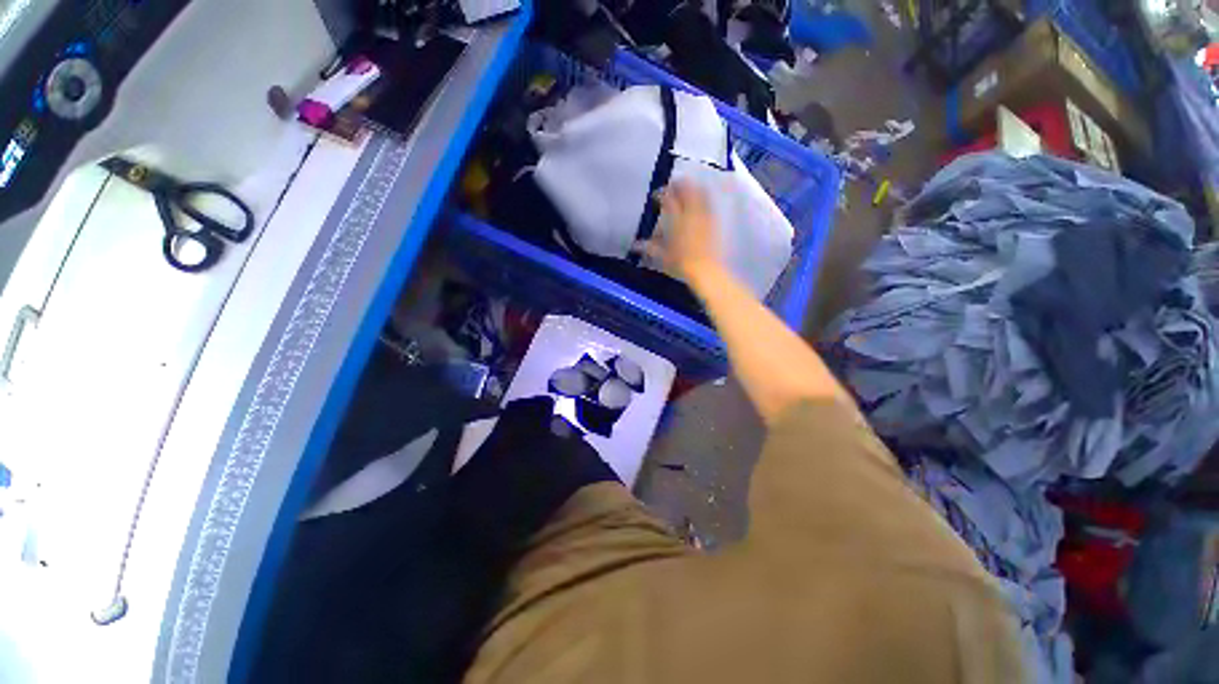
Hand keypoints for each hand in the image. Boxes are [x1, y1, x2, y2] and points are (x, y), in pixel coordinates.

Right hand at [635, 181, 723, 283]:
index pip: (667, 197)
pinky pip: (708, 202)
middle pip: (686, 188)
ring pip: (699, 191)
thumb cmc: (681, 264)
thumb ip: (648, 248)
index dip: (660, 193)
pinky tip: (698, 204)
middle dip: (677, 185)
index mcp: (676, 218)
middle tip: (671, 189)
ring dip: (691, 189)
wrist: (706, 270)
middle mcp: (691, 212)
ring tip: (685, 193)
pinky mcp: (714, 221)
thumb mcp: (661, 256)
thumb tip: (635, 245)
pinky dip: (702, 198)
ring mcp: (704, 215)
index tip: (655, 197)